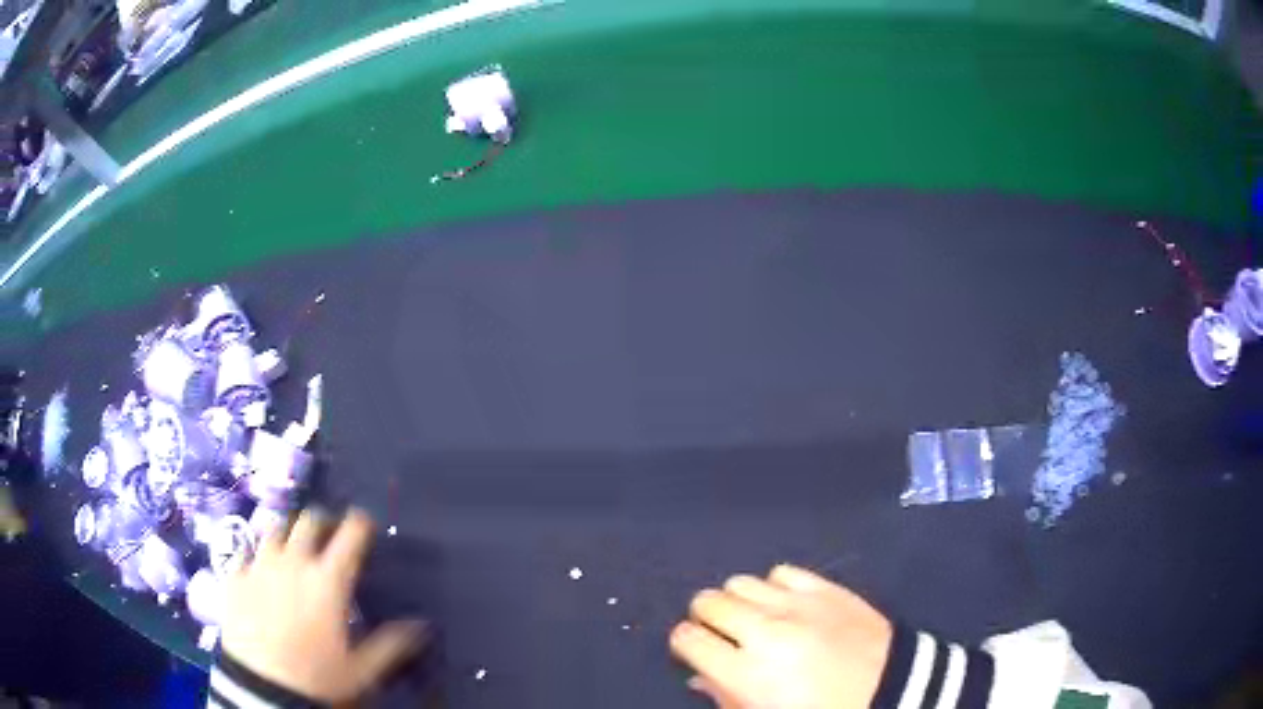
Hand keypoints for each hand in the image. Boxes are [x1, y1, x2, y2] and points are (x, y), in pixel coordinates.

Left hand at [220, 508, 425, 703]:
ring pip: (274, 529)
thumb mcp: (362, 669)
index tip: (363, 521)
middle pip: (308, 521)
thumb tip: (421, 626)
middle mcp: (293, 562)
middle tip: (328, 533)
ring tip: (292, 546)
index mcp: (328, 581)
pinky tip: (260, 571)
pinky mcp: (235, 576)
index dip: (359, 523)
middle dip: (322, 521)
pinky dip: (258, 556)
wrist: (261, 685)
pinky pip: (247, 553)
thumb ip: (391, 644)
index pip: (349, 535)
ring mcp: (259, 565)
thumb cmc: (317, 676)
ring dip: (288, 533)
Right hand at [671, 564, 892, 708]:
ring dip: (738, 600)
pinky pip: (782, 571)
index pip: (688, 639)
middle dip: (705, 617)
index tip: (694, 650)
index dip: (684, 643)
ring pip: (741, 582)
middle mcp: (765, 631)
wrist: (890, 690)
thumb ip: (724, 698)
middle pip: (709, 602)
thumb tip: (698, 678)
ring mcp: (798, 605)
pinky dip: (774, 587)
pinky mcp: (826, 588)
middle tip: (720, 633)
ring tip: (752, 617)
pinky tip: (784, 604)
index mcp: (745, 672)